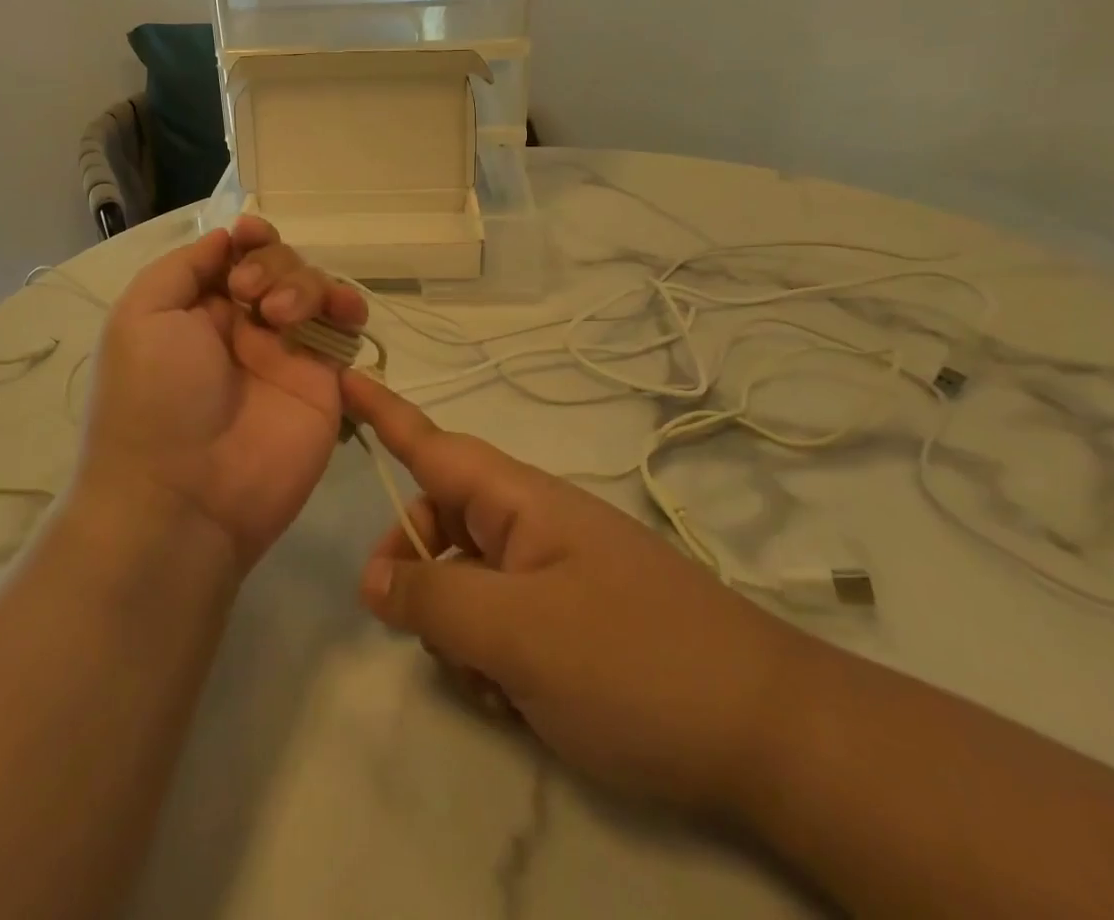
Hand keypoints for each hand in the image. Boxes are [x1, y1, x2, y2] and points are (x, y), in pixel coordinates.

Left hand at [78, 217, 368, 571]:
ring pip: (313, 288)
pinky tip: (343, 310)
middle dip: (270, 263)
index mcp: (197, 310)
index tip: (250, 236)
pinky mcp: (322, 382)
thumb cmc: (152, 399)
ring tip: (282, 315)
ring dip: (304, 283)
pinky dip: (349, 307)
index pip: (234, 256)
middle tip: (248, 294)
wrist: (184, 496)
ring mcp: (285, 353)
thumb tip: (225, 238)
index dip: (248, 239)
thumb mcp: (141, 316)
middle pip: (278, 264)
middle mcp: (242, 326)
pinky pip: (345, 330)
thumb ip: (183, 267)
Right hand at [342, 374, 818, 816]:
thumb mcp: (517, 633)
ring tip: (497, 685)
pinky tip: (523, 703)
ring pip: (467, 580)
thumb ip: (433, 598)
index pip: (434, 445)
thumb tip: (374, 579)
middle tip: (416, 627)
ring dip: (458, 629)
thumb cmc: (635, 662)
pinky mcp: (574, 619)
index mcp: (520, 500)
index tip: (342, 378)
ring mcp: (556, 572)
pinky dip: (493, 658)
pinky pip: (503, 620)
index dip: (383, 412)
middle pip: (441, 522)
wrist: (770, 735)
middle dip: (417, 569)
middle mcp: (533, 524)